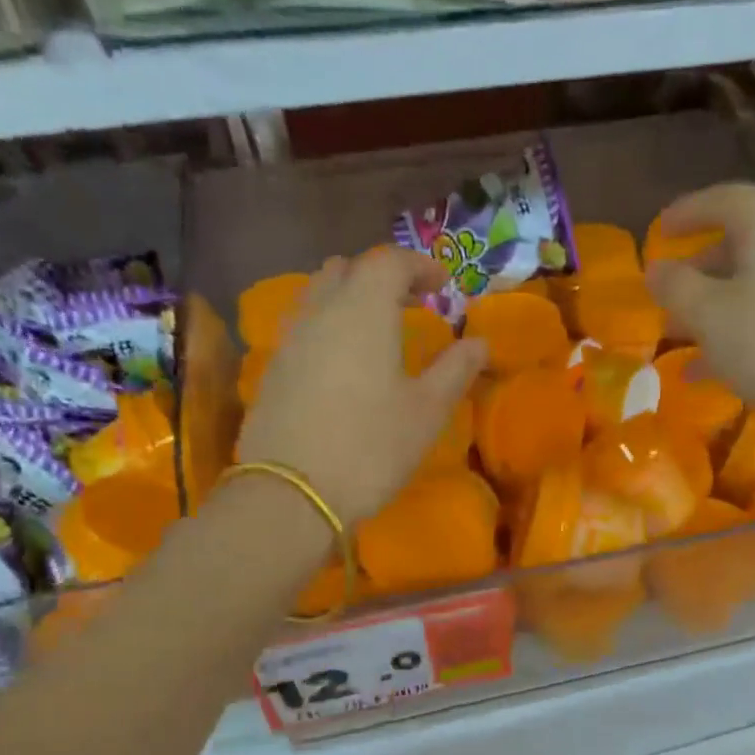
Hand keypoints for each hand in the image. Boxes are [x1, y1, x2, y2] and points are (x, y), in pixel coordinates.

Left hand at [237, 248, 487, 525]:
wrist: (291, 494)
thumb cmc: (370, 447)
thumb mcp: (427, 411)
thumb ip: (456, 369)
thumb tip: (480, 342)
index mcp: (364, 311)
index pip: (389, 261)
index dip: (420, 265)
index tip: (443, 285)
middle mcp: (321, 312)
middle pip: (348, 270)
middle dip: (382, 277)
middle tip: (410, 303)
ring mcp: (290, 340)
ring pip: (319, 295)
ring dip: (351, 299)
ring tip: (377, 331)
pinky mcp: (273, 370)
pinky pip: (303, 327)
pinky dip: (329, 326)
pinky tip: (344, 363)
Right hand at [644, 183, 754, 450]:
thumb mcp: (706, 315)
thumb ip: (675, 286)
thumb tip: (656, 268)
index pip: (728, 198)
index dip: (689, 210)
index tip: (659, 230)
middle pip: (743, 240)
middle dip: (698, 265)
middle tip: (668, 287)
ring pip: (754, 281)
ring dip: (713, 301)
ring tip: (678, 332)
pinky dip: (736, 327)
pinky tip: (705, 368)